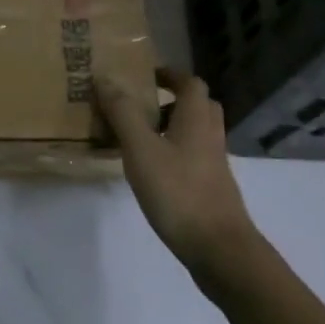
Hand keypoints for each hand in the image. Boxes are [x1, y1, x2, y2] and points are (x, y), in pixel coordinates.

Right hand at [94, 69, 256, 268]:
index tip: (145, 75)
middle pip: (198, 106)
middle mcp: (210, 136)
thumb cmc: (178, 191)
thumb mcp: (141, 149)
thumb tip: (104, 77)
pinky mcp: (211, 188)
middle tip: (142, 104)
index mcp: (196, 119)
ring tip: (138, 136)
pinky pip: (192, 156)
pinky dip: (173, 152)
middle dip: (172, 100)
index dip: (170, 74)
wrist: (219, 249)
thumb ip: (123, 113)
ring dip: (171, 127)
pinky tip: (150, 170)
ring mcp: (214, 164)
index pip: (191, 83)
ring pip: (195, 133)